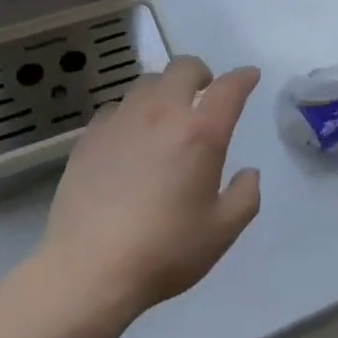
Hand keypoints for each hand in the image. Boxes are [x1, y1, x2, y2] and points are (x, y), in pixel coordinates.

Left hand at [39, 57, 261, 319]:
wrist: (88, 270)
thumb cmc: (164, 251)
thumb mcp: (221, 232)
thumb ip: (245, 197)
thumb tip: (248, 173)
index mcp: (200, 133)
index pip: (229, 89)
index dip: (243, 78)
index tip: (249, 76)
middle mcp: (163, 114)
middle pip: (184, 68)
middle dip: (200, 73)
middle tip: (203, 94)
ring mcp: (122, 120)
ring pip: (148, 82)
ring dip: (164, 90)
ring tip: (165, 116)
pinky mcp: (90, 136)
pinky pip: (117, 107)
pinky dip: (130, 113)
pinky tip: (128, 138)